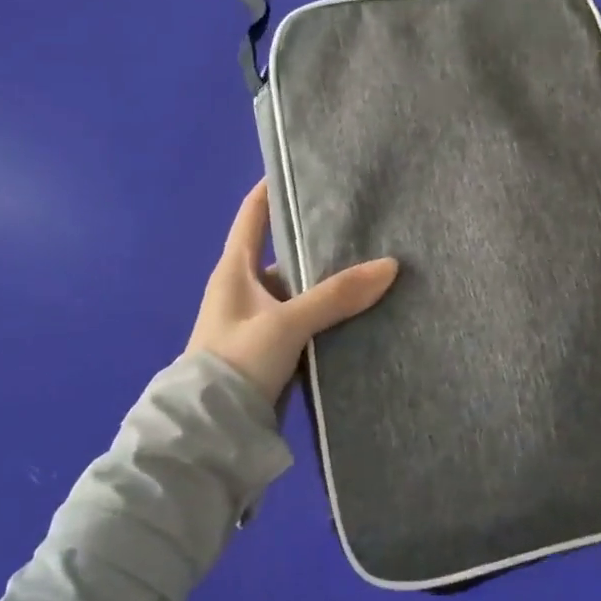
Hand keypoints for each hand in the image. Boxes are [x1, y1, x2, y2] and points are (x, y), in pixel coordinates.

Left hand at [187, 181, 399, 404]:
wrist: (210, 433)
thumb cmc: (237, 361)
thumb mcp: (288, 322)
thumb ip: (337, 295)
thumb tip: (390, 265)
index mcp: (234, 269)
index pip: (252, 214)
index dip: (272, 189)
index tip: (301, 168)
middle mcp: (243, 289)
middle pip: (283, 254)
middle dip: (316, 241)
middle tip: (360, 224)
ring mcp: (256, 322)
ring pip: (297, 291)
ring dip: (325, 284)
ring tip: (370, 266)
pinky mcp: (270, 351)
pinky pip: (303, 321)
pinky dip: (325, 315)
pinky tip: (358, 312)